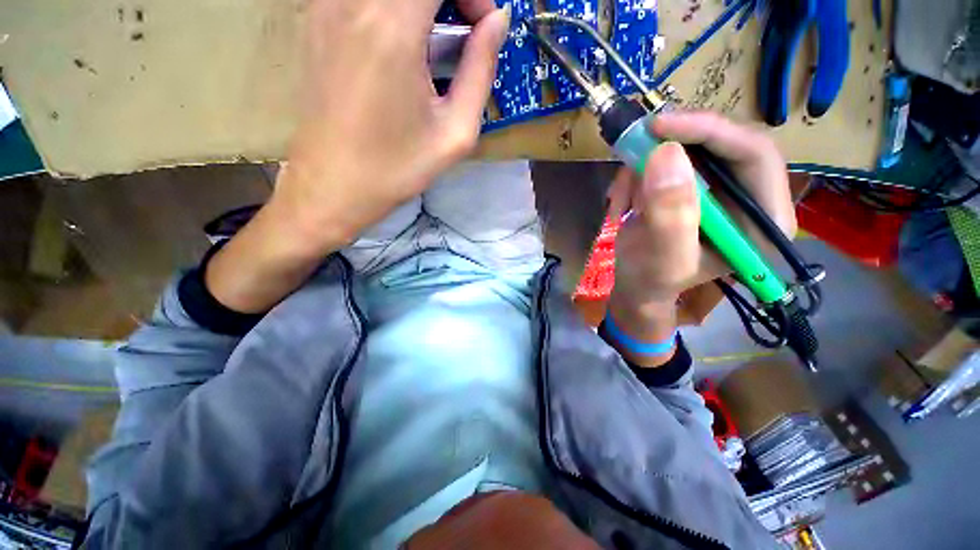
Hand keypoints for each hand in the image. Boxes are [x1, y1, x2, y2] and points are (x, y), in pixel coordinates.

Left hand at [204, 0, 508, 313]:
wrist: (332, 187)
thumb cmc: (397, 169)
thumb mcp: (455, 133)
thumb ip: (480, 71)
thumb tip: (496, 23)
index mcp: (391, 28)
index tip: (483, 30)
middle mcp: (353, 2)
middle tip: (464, 33)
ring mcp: (326, 7)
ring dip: (422, 5)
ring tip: (435, 43)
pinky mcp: (315, 21)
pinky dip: (394, 11)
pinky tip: (403, 47)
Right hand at [607, 112, 795, 305]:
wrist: (638, 284)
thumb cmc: (653, 281)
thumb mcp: (663, 258)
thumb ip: (670, 214)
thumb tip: (666, 154)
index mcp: (764, 220)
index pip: (755, 154)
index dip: (710, 132)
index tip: (659, 128)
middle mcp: (751, 196)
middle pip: (722, 142)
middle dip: (671, 149)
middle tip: (632, 154)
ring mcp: (720, 187)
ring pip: (687, 148)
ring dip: (645, 168)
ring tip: (621, 201)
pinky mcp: (694, 184)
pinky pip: (666, 159)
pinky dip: (638, 174)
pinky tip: (625, 201)